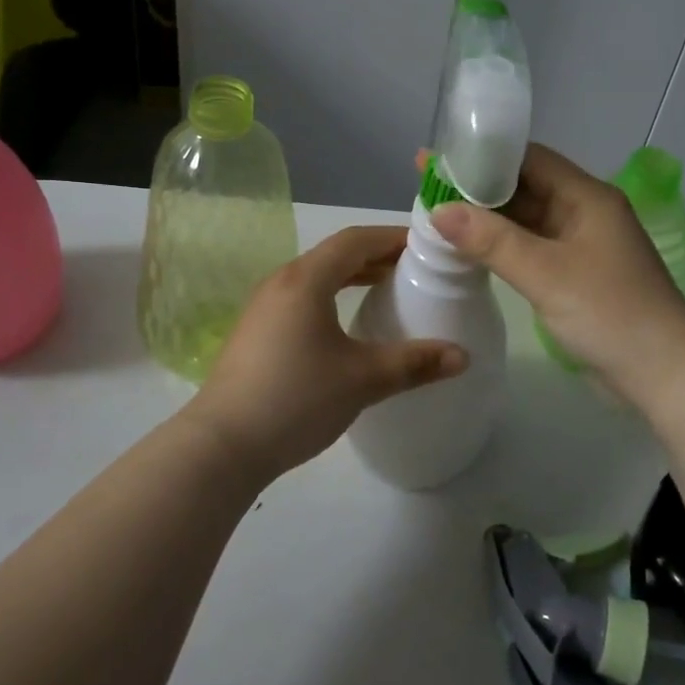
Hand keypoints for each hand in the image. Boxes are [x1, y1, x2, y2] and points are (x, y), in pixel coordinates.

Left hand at [184, 226, 467, 485]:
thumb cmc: (295, 400)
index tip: (427, 246)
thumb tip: (463, 356)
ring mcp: (264, 307)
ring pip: (317, 276)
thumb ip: (415, 363)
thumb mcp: (363, 380)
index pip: (356, 239)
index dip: (393, 237)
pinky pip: (303, 297)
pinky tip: (348, 325)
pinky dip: (333, 296)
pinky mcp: (257, 332)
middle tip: (416, 268)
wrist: (221, 446)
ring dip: (354, 276)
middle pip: (336, 254)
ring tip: (388, 290)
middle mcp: (282, 282)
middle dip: (377, 256)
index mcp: (306, 280)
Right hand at [428, 144, 684, 405]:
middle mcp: (584, 212)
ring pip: (527, 220)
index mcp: (586, 197)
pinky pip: (532, 248)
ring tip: (437, 215)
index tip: (439, 159)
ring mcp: (581, 245)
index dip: (483, 157)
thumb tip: (439, 210)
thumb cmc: (610, 312)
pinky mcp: (576, 275)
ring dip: (488, 220)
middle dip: (479, 188)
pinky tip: (469, 249)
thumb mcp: (546, 273)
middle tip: (427, 187)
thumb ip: (491, 240)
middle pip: (525, 187)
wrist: (664, 373)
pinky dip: (502, 246)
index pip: (529, 159)